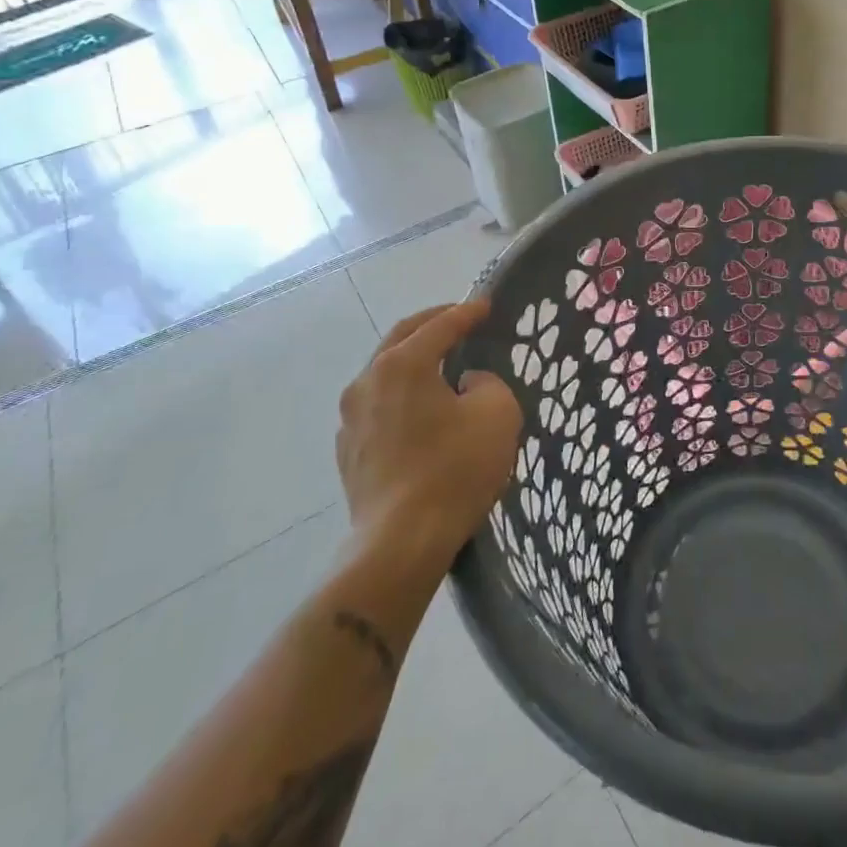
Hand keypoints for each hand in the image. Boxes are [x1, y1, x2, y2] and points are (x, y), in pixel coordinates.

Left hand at [335, 302, 522, 571]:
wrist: (401, 542)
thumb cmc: (455, 469)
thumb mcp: (497, 413)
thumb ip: (487, 383)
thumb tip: (466, 384)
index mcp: (402, 364)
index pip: (440, 326)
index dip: (466, 312)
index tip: (486, 305)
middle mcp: (368, 382)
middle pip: (401, 339)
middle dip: (431, 324)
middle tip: (458, 319)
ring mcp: (351, 419)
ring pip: (384, 373)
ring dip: (412, 361)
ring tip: (438, 364)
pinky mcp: (349, 451)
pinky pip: (378, 407)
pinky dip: (401, 396)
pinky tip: (419, 411)